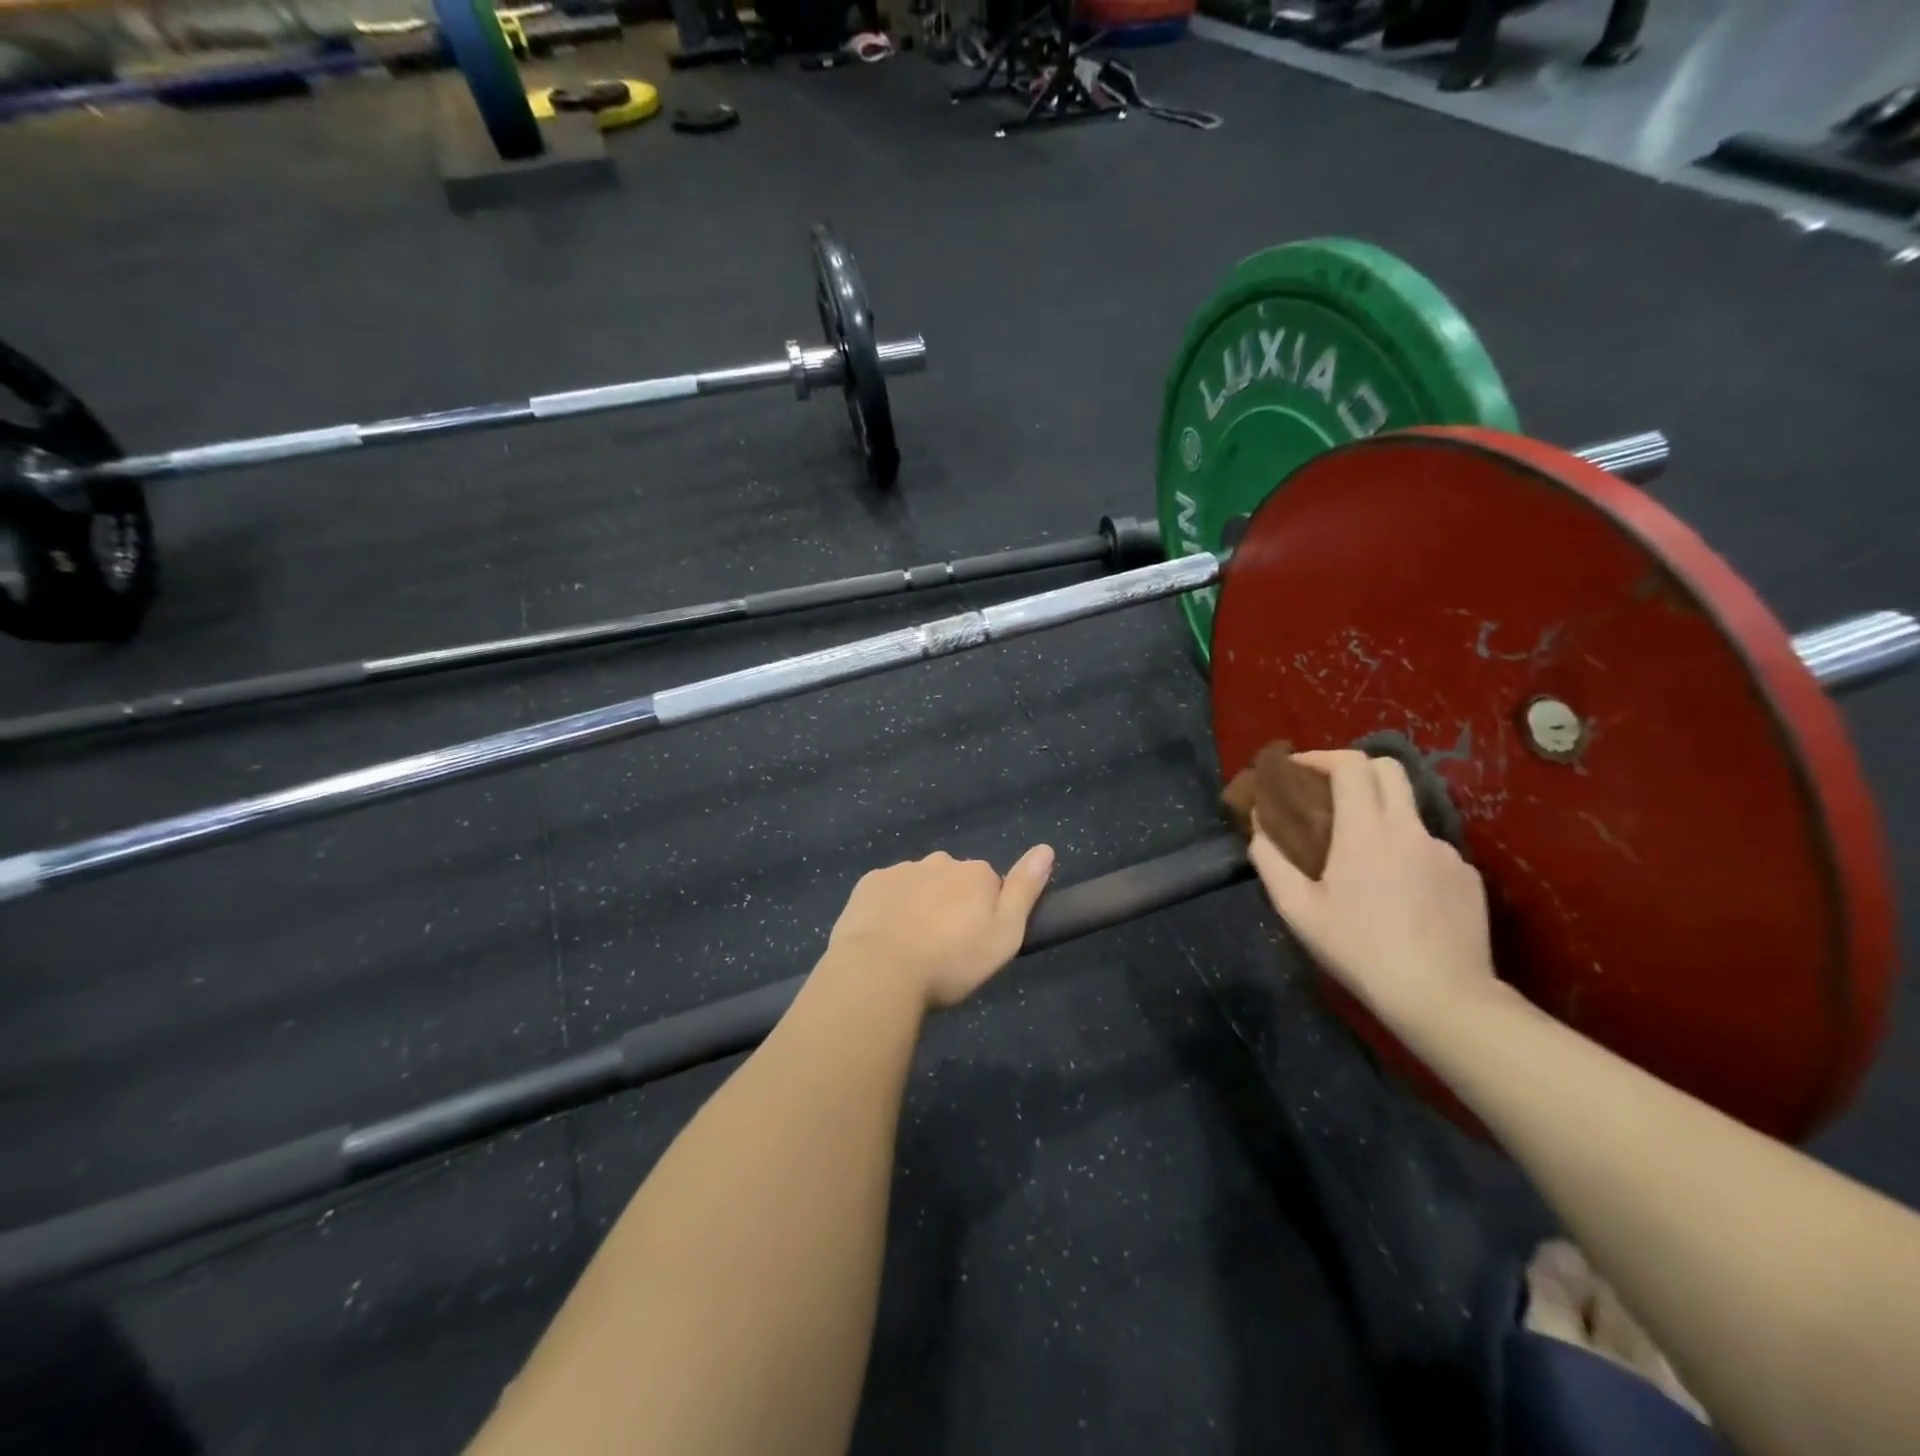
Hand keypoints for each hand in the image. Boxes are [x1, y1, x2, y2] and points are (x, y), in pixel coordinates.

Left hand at [825, 846, 1055, 1010]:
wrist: (881, 971)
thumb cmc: (951, 960)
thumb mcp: (1004, 934)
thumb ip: (1025, 890)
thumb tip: (1045, 848)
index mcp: (975, 873)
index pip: (989, 885)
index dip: (983, 913)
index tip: (973, 943)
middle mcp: (940, 862)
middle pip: (952, 880)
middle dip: (950, 904)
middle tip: (943, 947)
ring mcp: (901, 870)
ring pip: (918, 884)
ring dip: (919, 904)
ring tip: (912, 946)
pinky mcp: (869, 884)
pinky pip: (886, 891)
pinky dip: (889, 907)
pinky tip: (885, 936)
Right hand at [1248, 749, 1496, 1034]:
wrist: (1442, 998)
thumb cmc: (1359, 950)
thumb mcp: (1297, 910)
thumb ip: (1270, 859)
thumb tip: (1258, 824)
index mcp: (1367, 831)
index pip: (1350, 765)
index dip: (1320, 756)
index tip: (1296, 769)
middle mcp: (1410, 829)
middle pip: (1388, 769)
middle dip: (1353, 768)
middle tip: (1326, 792)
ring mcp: (1446, 852)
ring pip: (1408, 812)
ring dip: (1378, 815)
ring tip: (1358, 857)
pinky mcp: (1468, 877)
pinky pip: (1428, 848)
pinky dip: (1404, 852)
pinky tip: (1396, 891)